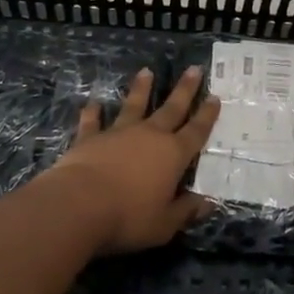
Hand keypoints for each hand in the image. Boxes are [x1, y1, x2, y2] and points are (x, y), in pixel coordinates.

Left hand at [50, 67, 220, 253]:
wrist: (78, 205)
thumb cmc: (128, 217)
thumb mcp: (165, 224)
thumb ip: (186, 210)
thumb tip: (209, 202)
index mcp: (173, 155)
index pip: (196, 131)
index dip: (207, 115)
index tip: (215, 97)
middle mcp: (149, 136)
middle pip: (171, 109)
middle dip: (184, 90)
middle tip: (194, 69)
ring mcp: (118, 133)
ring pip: (133, 106)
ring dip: (141, 89)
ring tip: (146, 71)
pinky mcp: (90, 139)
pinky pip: (92, 122)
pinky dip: (93, 113)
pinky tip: (92, 103)